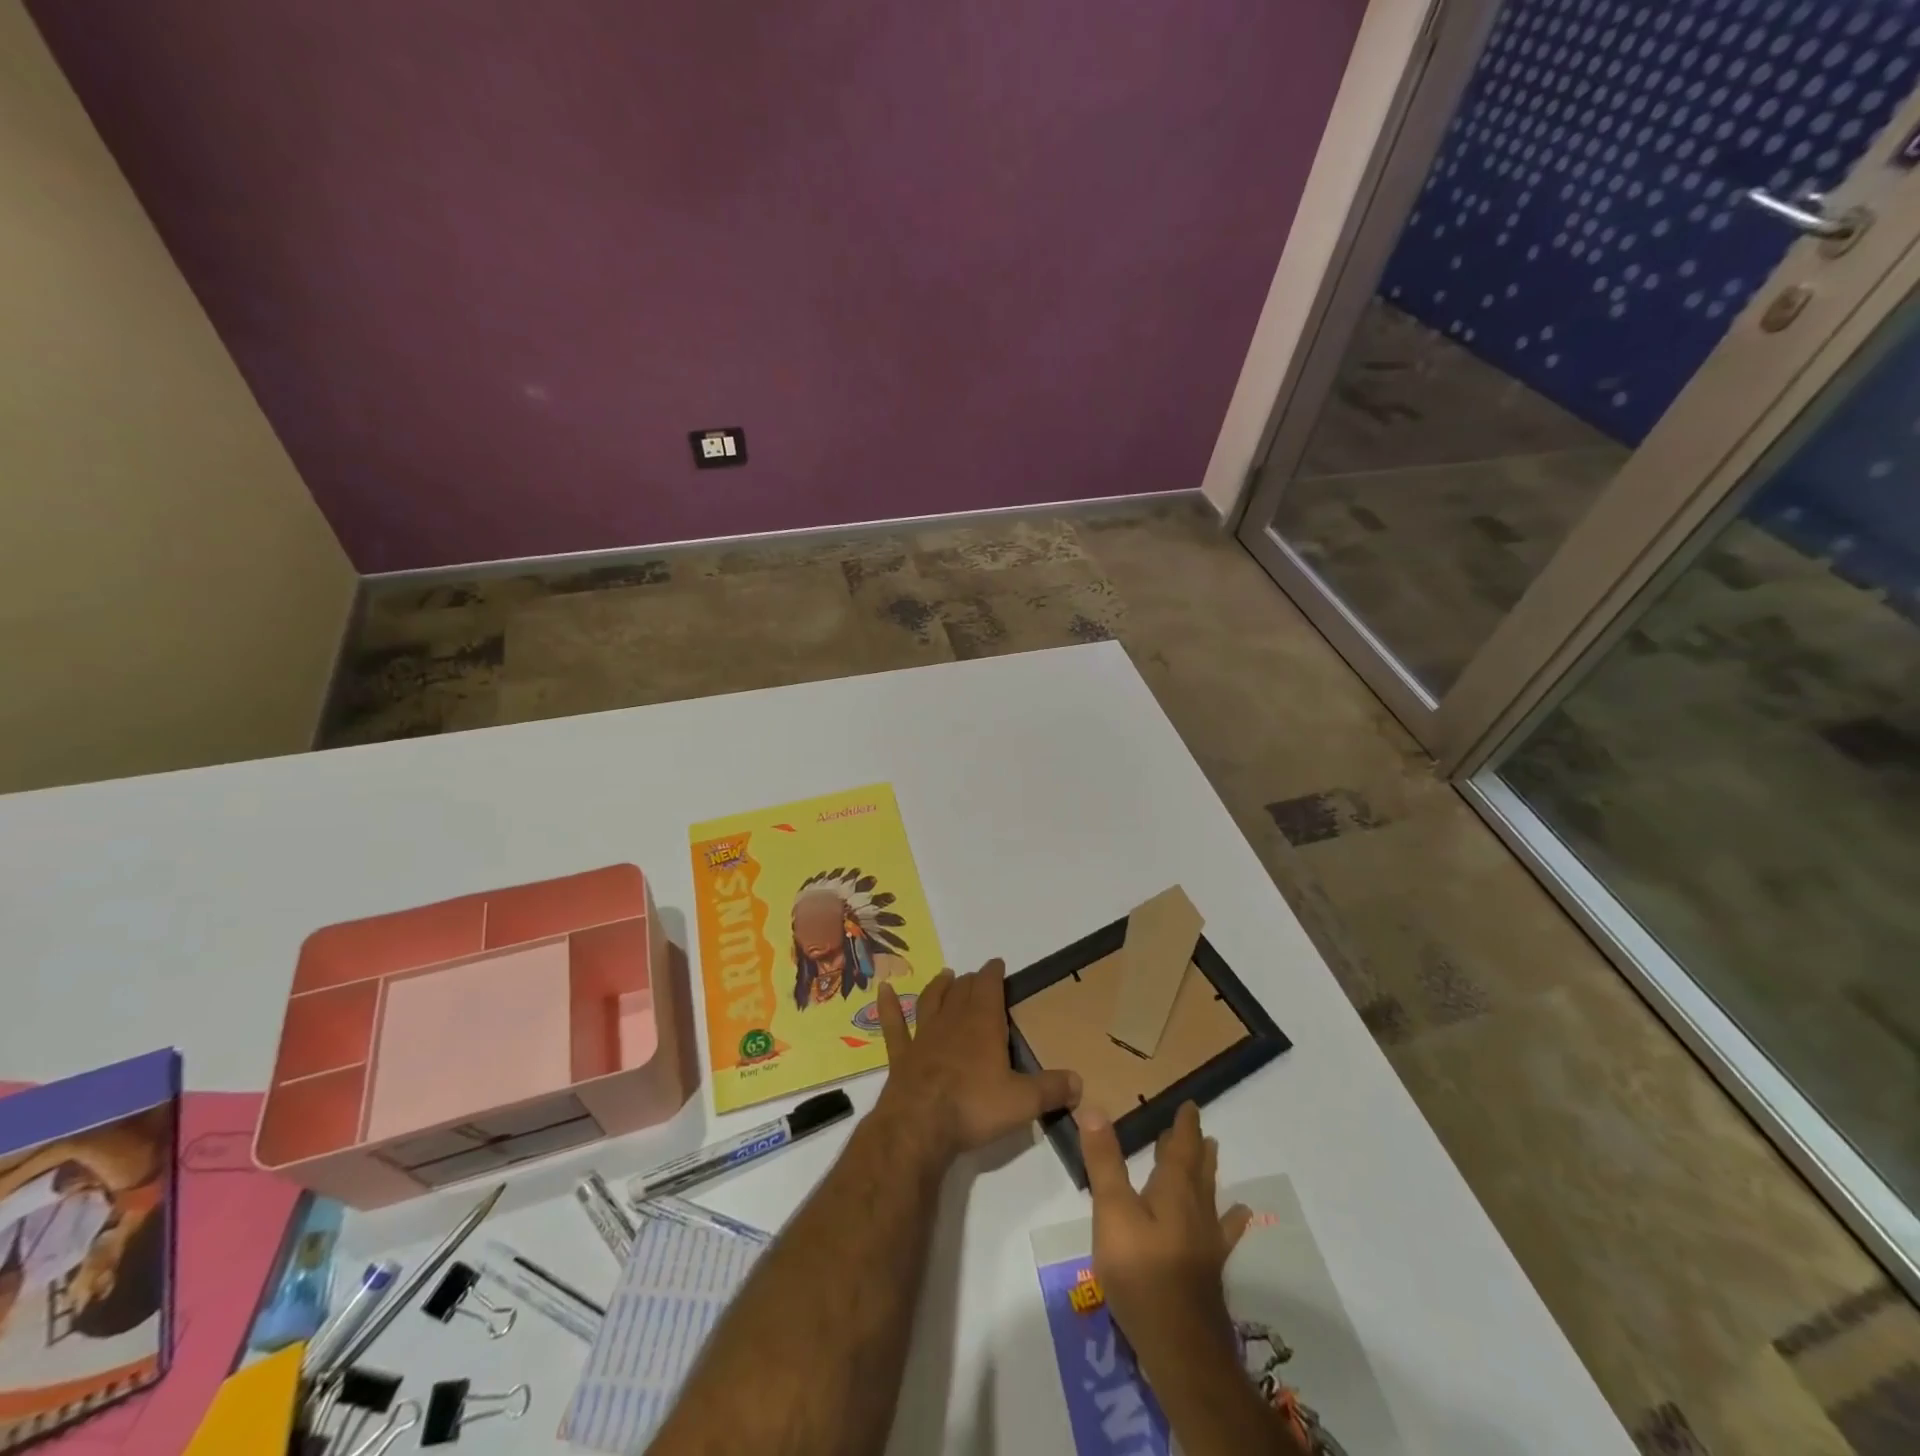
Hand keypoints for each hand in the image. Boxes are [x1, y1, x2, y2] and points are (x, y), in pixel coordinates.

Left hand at [875, 959, 1080, 1162]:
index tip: (998, 964)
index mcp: (983, 1024)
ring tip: (946, 976)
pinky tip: (882, 991)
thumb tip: (1080, 1083)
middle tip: (978, 977)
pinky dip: (888, 1007)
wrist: (919, 1125)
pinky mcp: (901, 1056)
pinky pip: (893, 1025)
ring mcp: (923, 1036)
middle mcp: (952, 1021)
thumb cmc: (974, 1107)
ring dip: (939, 987)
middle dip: (972, 981)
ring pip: (931, 1001)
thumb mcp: (1023, 1102)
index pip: (989, 987)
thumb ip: (1051, 1090)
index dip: (994, 973)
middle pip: (962, 991)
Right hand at [1080, 1100, 1250, 1364]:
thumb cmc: (1141, 1273)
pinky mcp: (1208, 1271)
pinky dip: (1229, 1218)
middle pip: (1197, 1169)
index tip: (1190, 1105)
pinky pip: (1221, 1231)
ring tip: (1213, 1154)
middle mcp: (1195, 1209)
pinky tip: (1239, 1217)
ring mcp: (1206, 1242)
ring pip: (1209, 1195)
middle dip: (1194, 1145)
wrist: (1181, 1348)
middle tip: (1196, 1127)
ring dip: (1207, 1172)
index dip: (1184, 1126)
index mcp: (1173, 1190)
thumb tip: (1094, 1108)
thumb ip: (1103, 1162)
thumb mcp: (1112, 1212)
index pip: (1181, 1147)